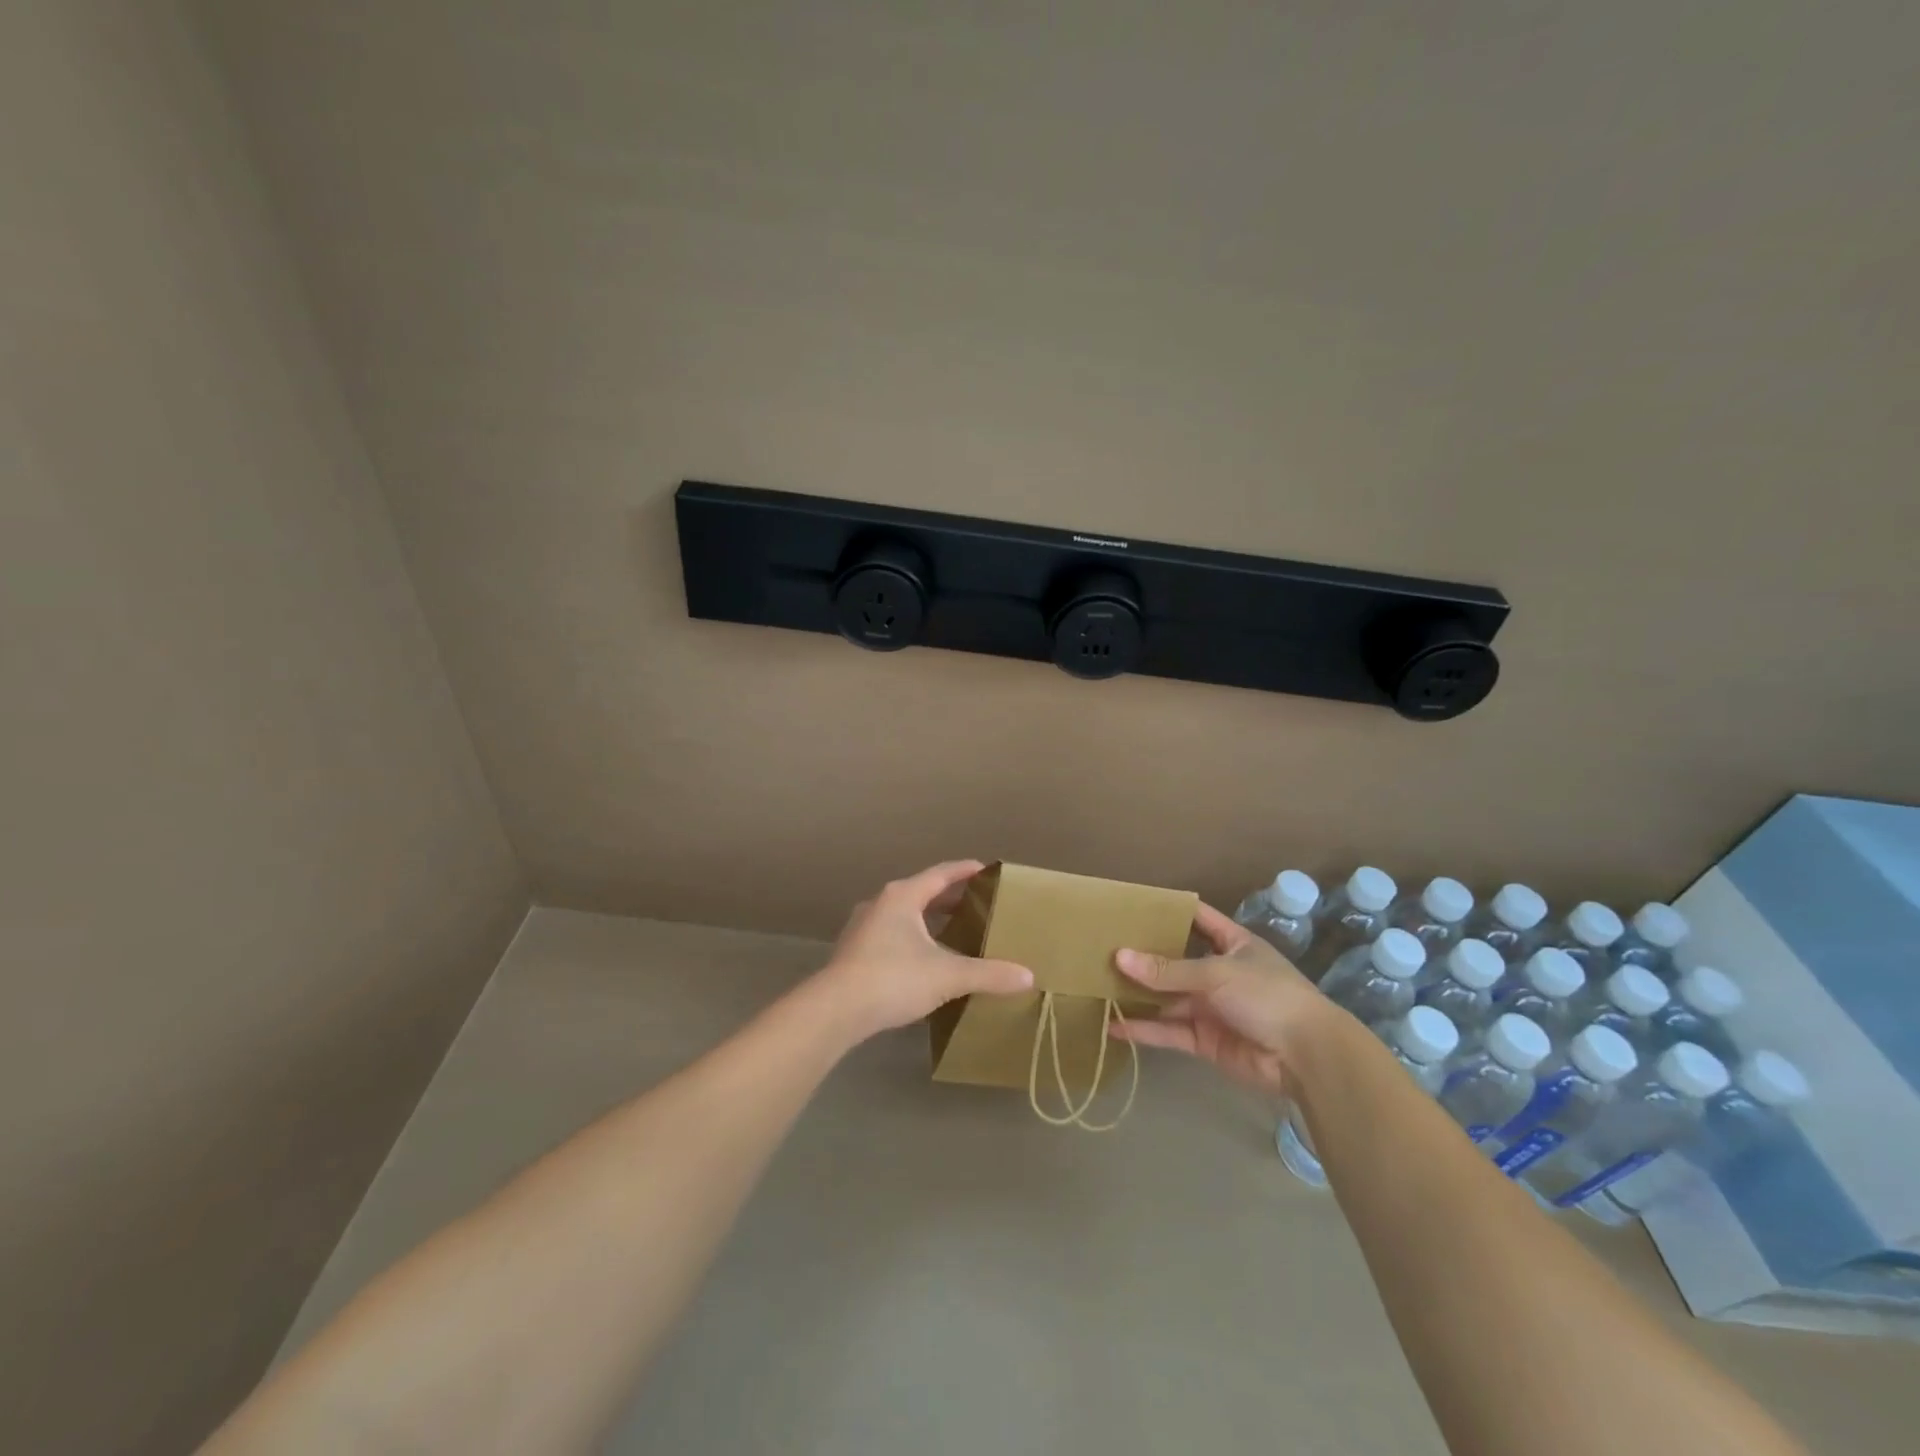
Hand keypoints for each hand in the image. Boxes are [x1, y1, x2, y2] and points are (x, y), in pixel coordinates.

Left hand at [812, 860, 1033, 1040]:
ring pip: (903, 914)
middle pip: (921, 892)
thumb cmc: (893, 978)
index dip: (965, 871)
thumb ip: (988, 974)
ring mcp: (863, 926)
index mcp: (903, 896)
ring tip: (953, 930)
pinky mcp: (854, 950)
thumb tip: (1028, 977)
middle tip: (976, 904)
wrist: (835, 1009)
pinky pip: (891, 933)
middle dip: (949, 897)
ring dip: (928, 918)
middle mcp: (881, 903)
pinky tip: (923, 958)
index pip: (941, 874)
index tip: (986, 869)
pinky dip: (912, 937)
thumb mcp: (947, 975)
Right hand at [1109, 901, 1341, 1096]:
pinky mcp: (1205, 1040)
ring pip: (1167, 997)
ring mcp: (1211, 1007)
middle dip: (1144, 956)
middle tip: (1102, 946)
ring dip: (1138, 994)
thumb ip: (1167, 970)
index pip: (1198, 919)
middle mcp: (1219, 972)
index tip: (1132, 904)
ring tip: (1098, 985)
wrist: (1306, 1057)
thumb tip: (1119, 956)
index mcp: (1233, 944)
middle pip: (1175, 961)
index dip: (1170, 911)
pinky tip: (1113, 1026)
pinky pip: (1169, 1031)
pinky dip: (1144, 1029)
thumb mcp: (1216, 973)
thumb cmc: (1266, 996)